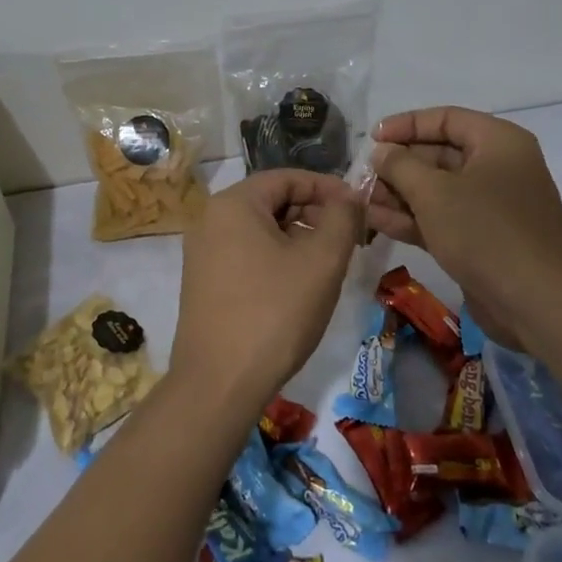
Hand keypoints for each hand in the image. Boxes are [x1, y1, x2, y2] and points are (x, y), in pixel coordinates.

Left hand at [173, 170, 362, 412]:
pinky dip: (276, 257)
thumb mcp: (321, 261)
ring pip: (260, 229)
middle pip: (272, 201)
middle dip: (314, 213)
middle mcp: (210, 219)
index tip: (359, 207)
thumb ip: (342, 218)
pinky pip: (246, 253)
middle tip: (350, 237)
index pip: (288, 178)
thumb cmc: (275, 313)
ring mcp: (202, 252)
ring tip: (330, 263)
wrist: (219, 383)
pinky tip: (300, 284)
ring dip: (298, 237)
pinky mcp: (203, 282)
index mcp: (233, 203)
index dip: (328, 187)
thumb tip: (349, 195)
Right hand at [367, 107, 561, 349]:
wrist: (536, 302)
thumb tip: (382, 152)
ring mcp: (491, 206)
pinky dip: (411, 218)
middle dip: (398, 165)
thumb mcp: (434, 192)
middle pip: (439, 154)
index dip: (406, 125)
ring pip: (437, 190)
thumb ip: (400, 165)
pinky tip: (375, 220)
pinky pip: (442, 218)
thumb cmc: (485, 231)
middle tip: (362, 174)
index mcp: (498, 142)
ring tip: (360, 199)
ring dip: (399, 193)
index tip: (372, 138)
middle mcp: (498, 168)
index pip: (446, 119)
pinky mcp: (482, 239)